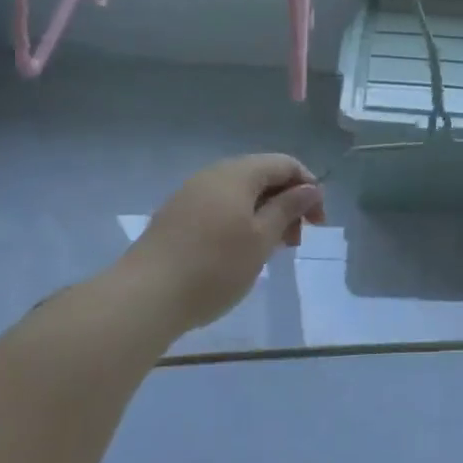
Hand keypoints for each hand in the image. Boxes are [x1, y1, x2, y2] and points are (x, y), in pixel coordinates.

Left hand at [120, 154, 325, 334]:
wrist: (143, 298)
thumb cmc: (215, 266)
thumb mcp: (262, 239)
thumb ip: (289, 208)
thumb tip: (310, 188)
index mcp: (238, 173)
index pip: (285, 164)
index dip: (309, 187)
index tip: (318, 223)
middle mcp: (213, 175)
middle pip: (262, 176)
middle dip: (287, 203)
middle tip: (296, 241)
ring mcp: (190, 195)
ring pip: (241, 194)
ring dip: (265, 215)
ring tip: (271, 250)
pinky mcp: (176, 217)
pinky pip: (220, 208)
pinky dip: (241, 223)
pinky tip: (240, 253)